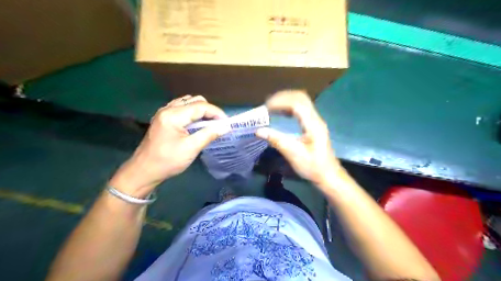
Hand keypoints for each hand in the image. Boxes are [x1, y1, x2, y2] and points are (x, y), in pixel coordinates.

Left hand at [109, 96, 228, 197]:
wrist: (144, 171)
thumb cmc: (168, 161)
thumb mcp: (191, 148)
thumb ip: (209, 134)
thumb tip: (226, 126)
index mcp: (173, 115)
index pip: (200, 106)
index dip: (216, 113)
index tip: (226, 123)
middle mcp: (168, 109)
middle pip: (194, 100)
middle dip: (209, 110)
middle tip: (218, 124)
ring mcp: (164, 112)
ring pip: (188, 102)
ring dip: (201, 110)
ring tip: (209, 123)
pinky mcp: (163, 118)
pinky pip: (181, 108)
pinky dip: (192, 113)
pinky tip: (196, 123)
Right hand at [256, 92, 342, 188]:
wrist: (328, 175)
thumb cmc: (313, 167)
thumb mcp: (293, 154)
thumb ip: (276, 140)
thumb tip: (259, 130)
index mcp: (313, 124)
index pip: (297, 103)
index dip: (280, 101)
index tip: (266, 108)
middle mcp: (315, 119)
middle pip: (300, 97)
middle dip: (283, 98)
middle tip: (267, 105)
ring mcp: (315, 121)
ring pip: (301, 102)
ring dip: (286, 101)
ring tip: (271, 108)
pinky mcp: (313, 125)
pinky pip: (301, 109)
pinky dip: (289, 108)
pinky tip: (281, 114)